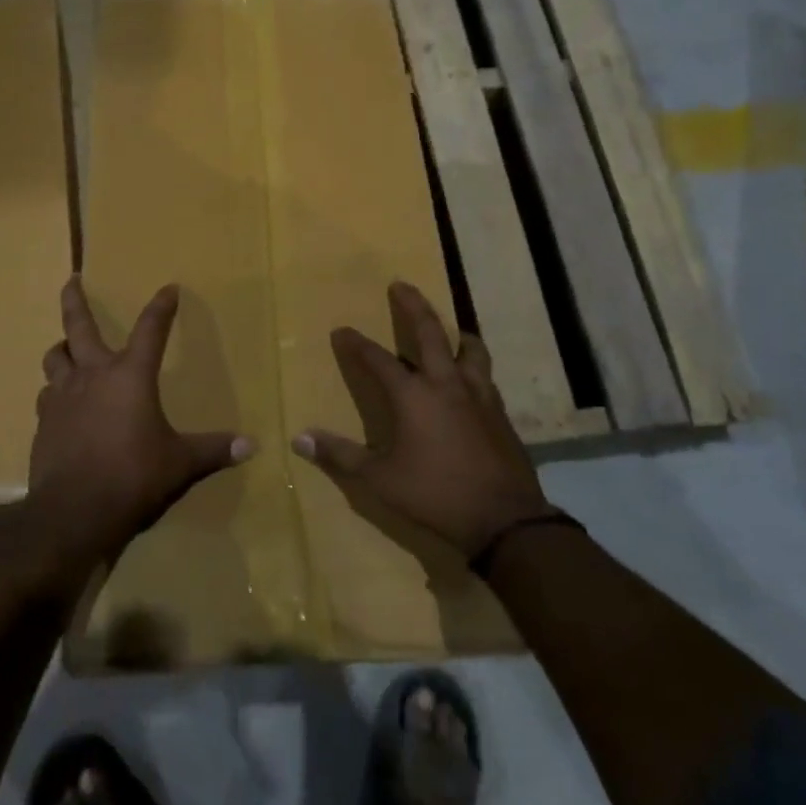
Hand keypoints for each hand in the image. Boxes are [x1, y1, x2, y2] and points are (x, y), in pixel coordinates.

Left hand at [28, 277, 251, 556]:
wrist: (74, 511)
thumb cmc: (133, 477)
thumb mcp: (180, 464)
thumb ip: (213, 450)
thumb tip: (251, 446)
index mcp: (130, 376)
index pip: (151, 329)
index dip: (161, 307)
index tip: (169, 289)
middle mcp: (93, 375)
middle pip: (78, 325)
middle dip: (76, 299)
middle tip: (72, 280)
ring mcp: (63, 396)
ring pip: (55, 357)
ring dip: (62, 349)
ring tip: (68, 349)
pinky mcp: (44, 421)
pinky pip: (48, 395)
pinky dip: (56, 391)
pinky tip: (63, 404)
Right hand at [292, 282, 549, 559]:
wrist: (505, 519)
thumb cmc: (435, 494)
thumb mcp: (380, 479)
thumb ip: (340, 456)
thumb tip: (299, 439)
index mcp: (413, 395)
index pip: (377, 359)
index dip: (357, 344)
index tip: (342, 331)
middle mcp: (446, 384)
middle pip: (430, 332)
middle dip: (413, 305)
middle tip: (401, 285)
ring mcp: (479, 396)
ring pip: (470, 350)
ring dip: (457, 333)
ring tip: (453, 328)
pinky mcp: (501, 414)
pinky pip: (486, 377)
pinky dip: (475, 367)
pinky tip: (472, 378)